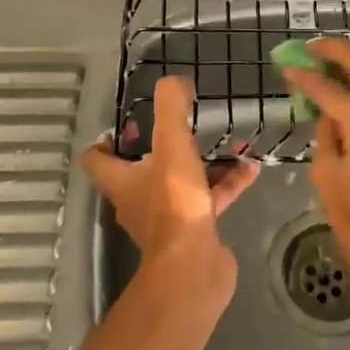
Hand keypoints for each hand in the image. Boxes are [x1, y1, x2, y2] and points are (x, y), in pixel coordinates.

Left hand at [82, 77, 259, 264]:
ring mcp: (168, 218)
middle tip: (186, 125)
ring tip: (231, 143)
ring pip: (184, 182)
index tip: (130, 122)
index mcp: (123, 181)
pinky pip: (211, 199)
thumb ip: (171, 108)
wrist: (194, 268)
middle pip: (143, 169)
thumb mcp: (172, 145)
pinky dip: (228, 183)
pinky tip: (251, 169)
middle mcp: (139, 201)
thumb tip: (174, 82)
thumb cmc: (174, 203)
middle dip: (165, 146)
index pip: (98, 159)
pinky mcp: (195, 231)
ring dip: (205, 163)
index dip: (108, 139)